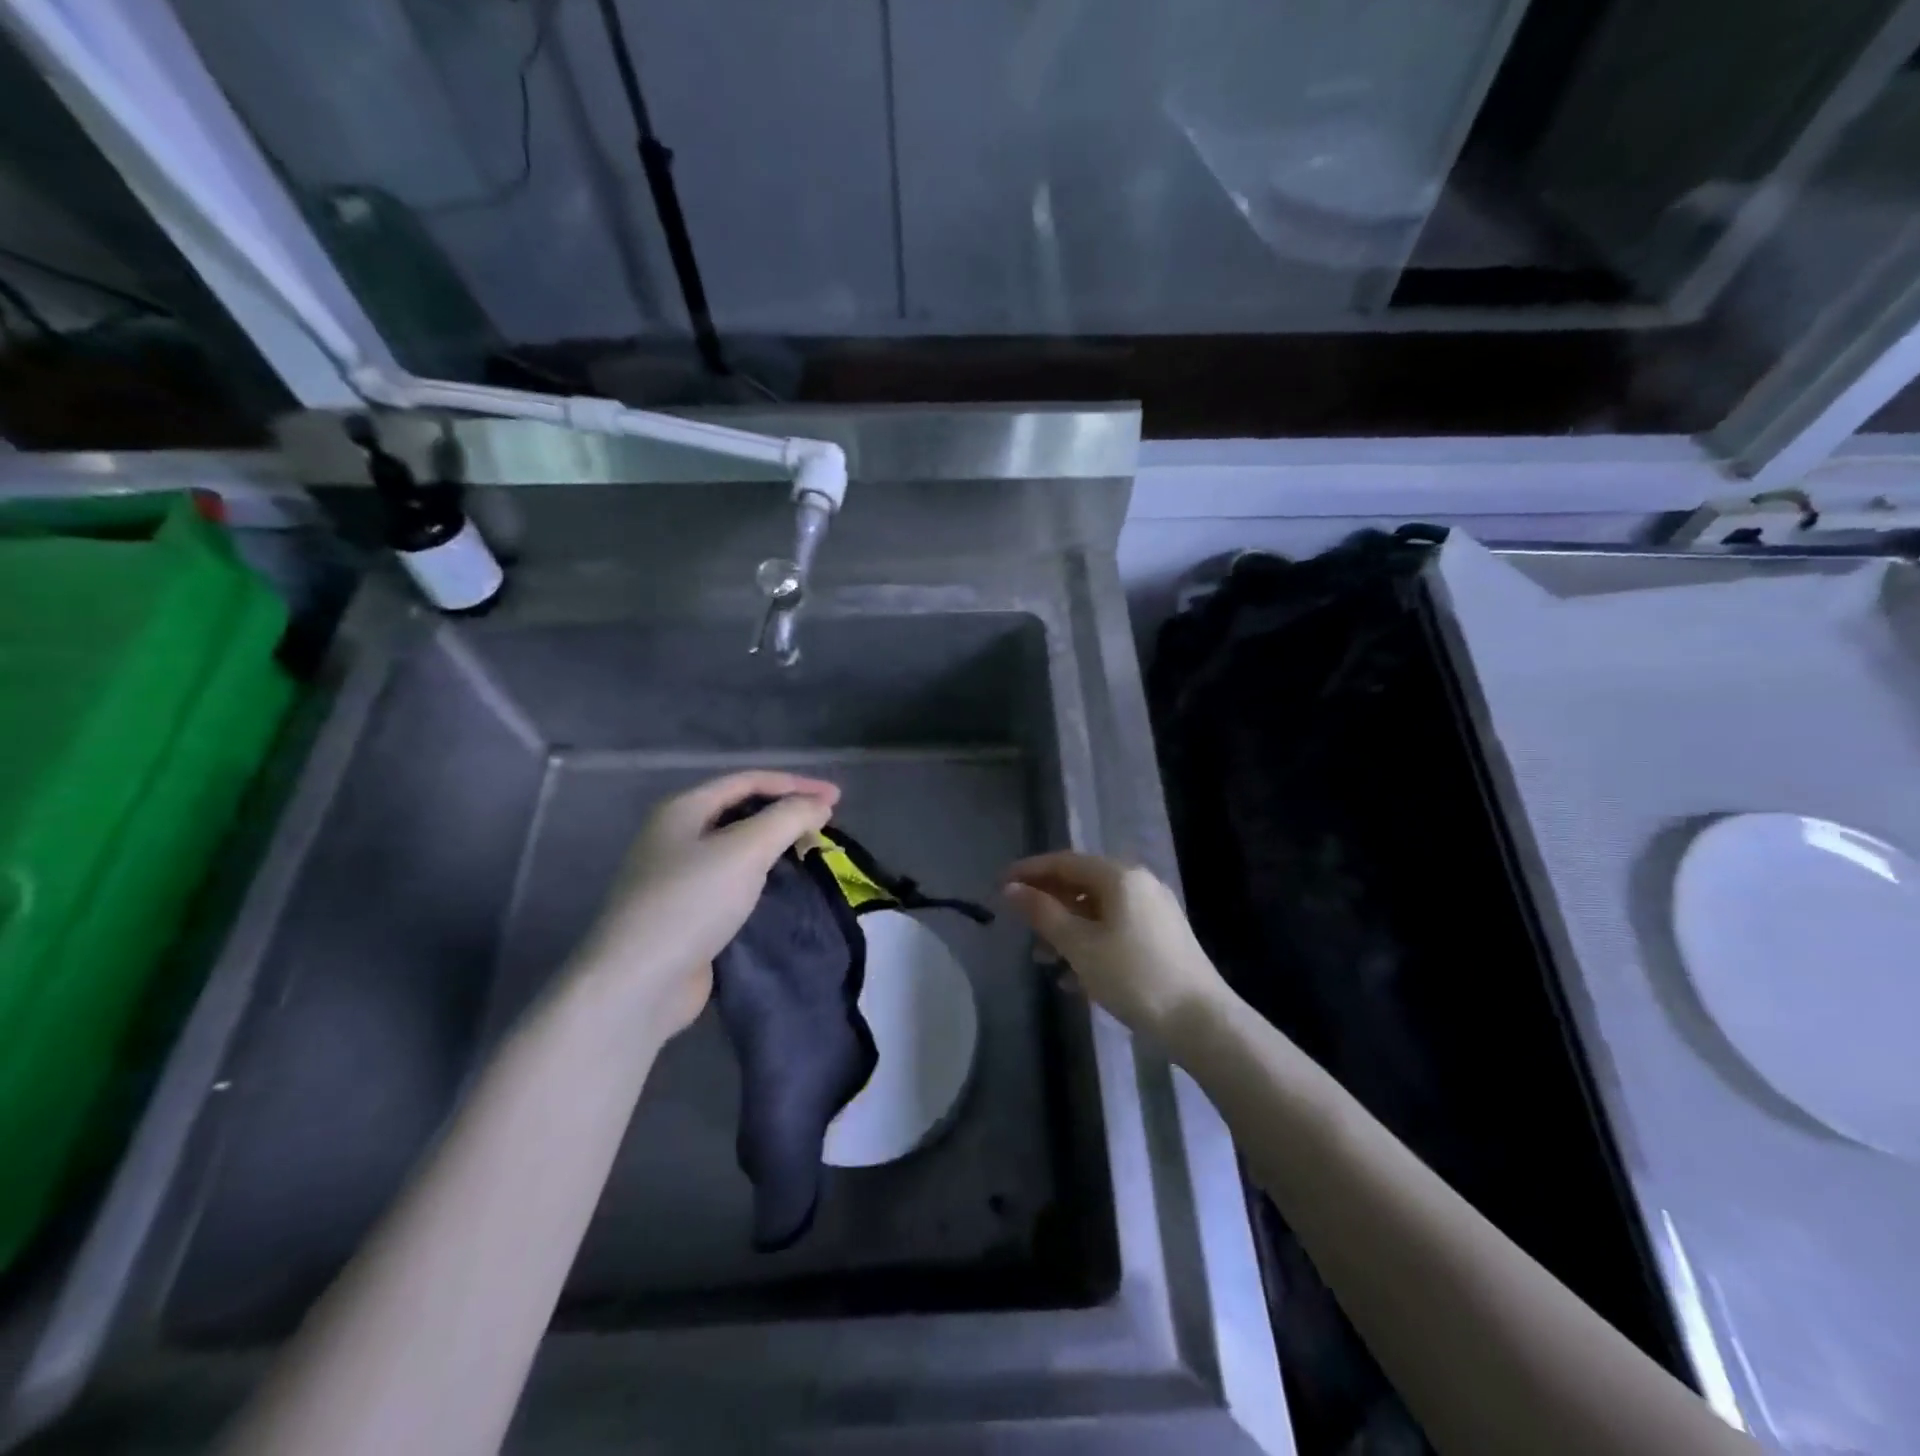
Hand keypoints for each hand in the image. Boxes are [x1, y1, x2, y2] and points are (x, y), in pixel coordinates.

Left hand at [577, 771, 839, 1034]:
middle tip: (826, 824)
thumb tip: (820, 804)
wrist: (638, 983)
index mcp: (683, 809)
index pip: (748, 781)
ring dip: (776, 844)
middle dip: (786, 812)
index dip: (796, 784)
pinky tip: (784, 887)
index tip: (837, 798)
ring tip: (812, 851)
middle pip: (741, 810)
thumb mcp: (745, 849)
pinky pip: (732, 881)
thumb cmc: (691, 902)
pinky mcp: (686, 913)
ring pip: (737, 847)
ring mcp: (677, 876)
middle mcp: (676, 836)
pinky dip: (762, 876)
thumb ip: (788, 818)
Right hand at [1004, 853, 1227, 1041]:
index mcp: (1119, 876)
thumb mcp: (1080, 945)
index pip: (1064, 861)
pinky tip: (1074, 978)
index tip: (999, 886)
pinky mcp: (1162, 937)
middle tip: (1020, 927)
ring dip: (1066, 930)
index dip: (1029, 871)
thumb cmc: (1134, 977)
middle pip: (1081, 884)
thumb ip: (1043, 913)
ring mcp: (1154, 910)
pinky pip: (1115, 929)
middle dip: (1048, 905)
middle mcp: (1139, 884)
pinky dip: (1090, 944)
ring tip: (1043, 960)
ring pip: (1097, 910)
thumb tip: (1010, 888)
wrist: (1202, 1022)